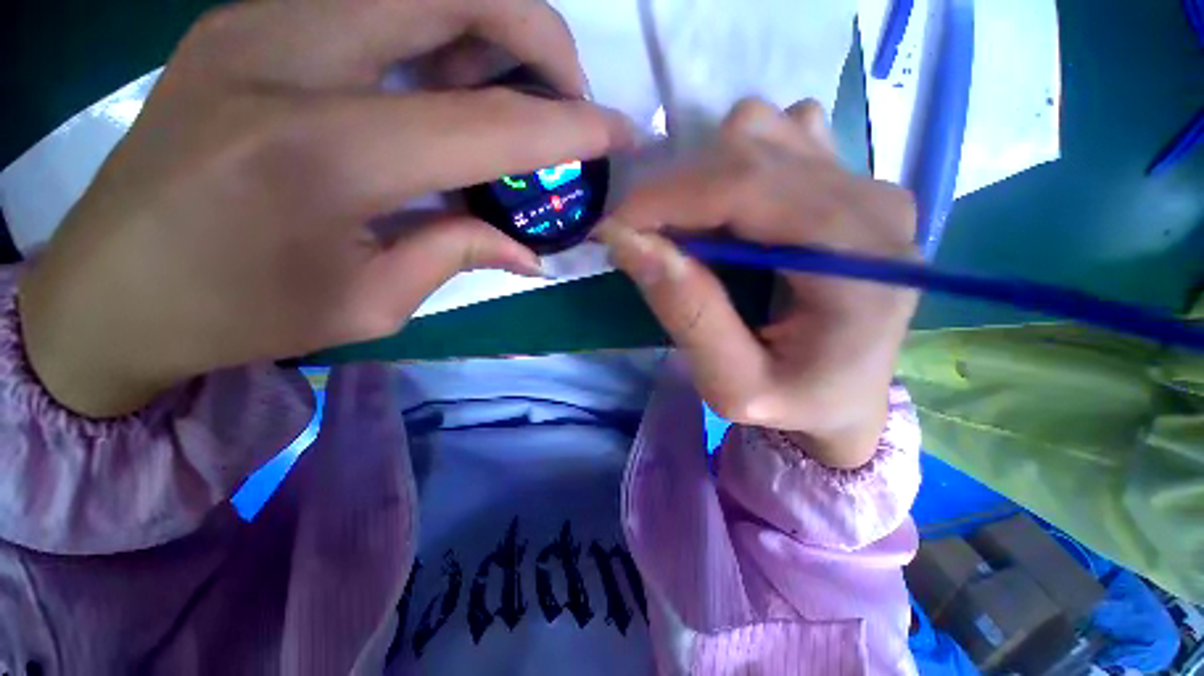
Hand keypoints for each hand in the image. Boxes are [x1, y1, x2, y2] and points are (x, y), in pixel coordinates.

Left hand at [19, 0, 631, 417]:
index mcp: (326, 154)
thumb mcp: (369, 303)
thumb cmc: (237, 315)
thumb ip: (459, 255)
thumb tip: (530, 250)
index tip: (623, 135)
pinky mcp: (250, 17)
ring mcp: (262, 19)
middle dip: (541, 36)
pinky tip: (445, 83)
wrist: (110, 289)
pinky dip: (440, 28)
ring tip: (513, 93)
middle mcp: (292, 56)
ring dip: (492, 27)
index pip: (493, 125)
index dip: (574, 129)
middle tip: (567, 99)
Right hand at [600, 100, 917, 468]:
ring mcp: (867, 181)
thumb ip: (687, 313)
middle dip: (677, 193)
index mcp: (858, 264)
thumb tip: (628, 242)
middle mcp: (873, 204)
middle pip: (749, 149)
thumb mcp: (732, 386)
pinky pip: (778, 134)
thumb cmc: (794, 402)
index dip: (666, 199)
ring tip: (698, 236)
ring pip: (759, 131)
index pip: (747, 189)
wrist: (846, 397)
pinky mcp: (851, 178)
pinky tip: (736, 217)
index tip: (613, 227)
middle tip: (651, 243)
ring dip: (705, 180)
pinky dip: (734, 168)